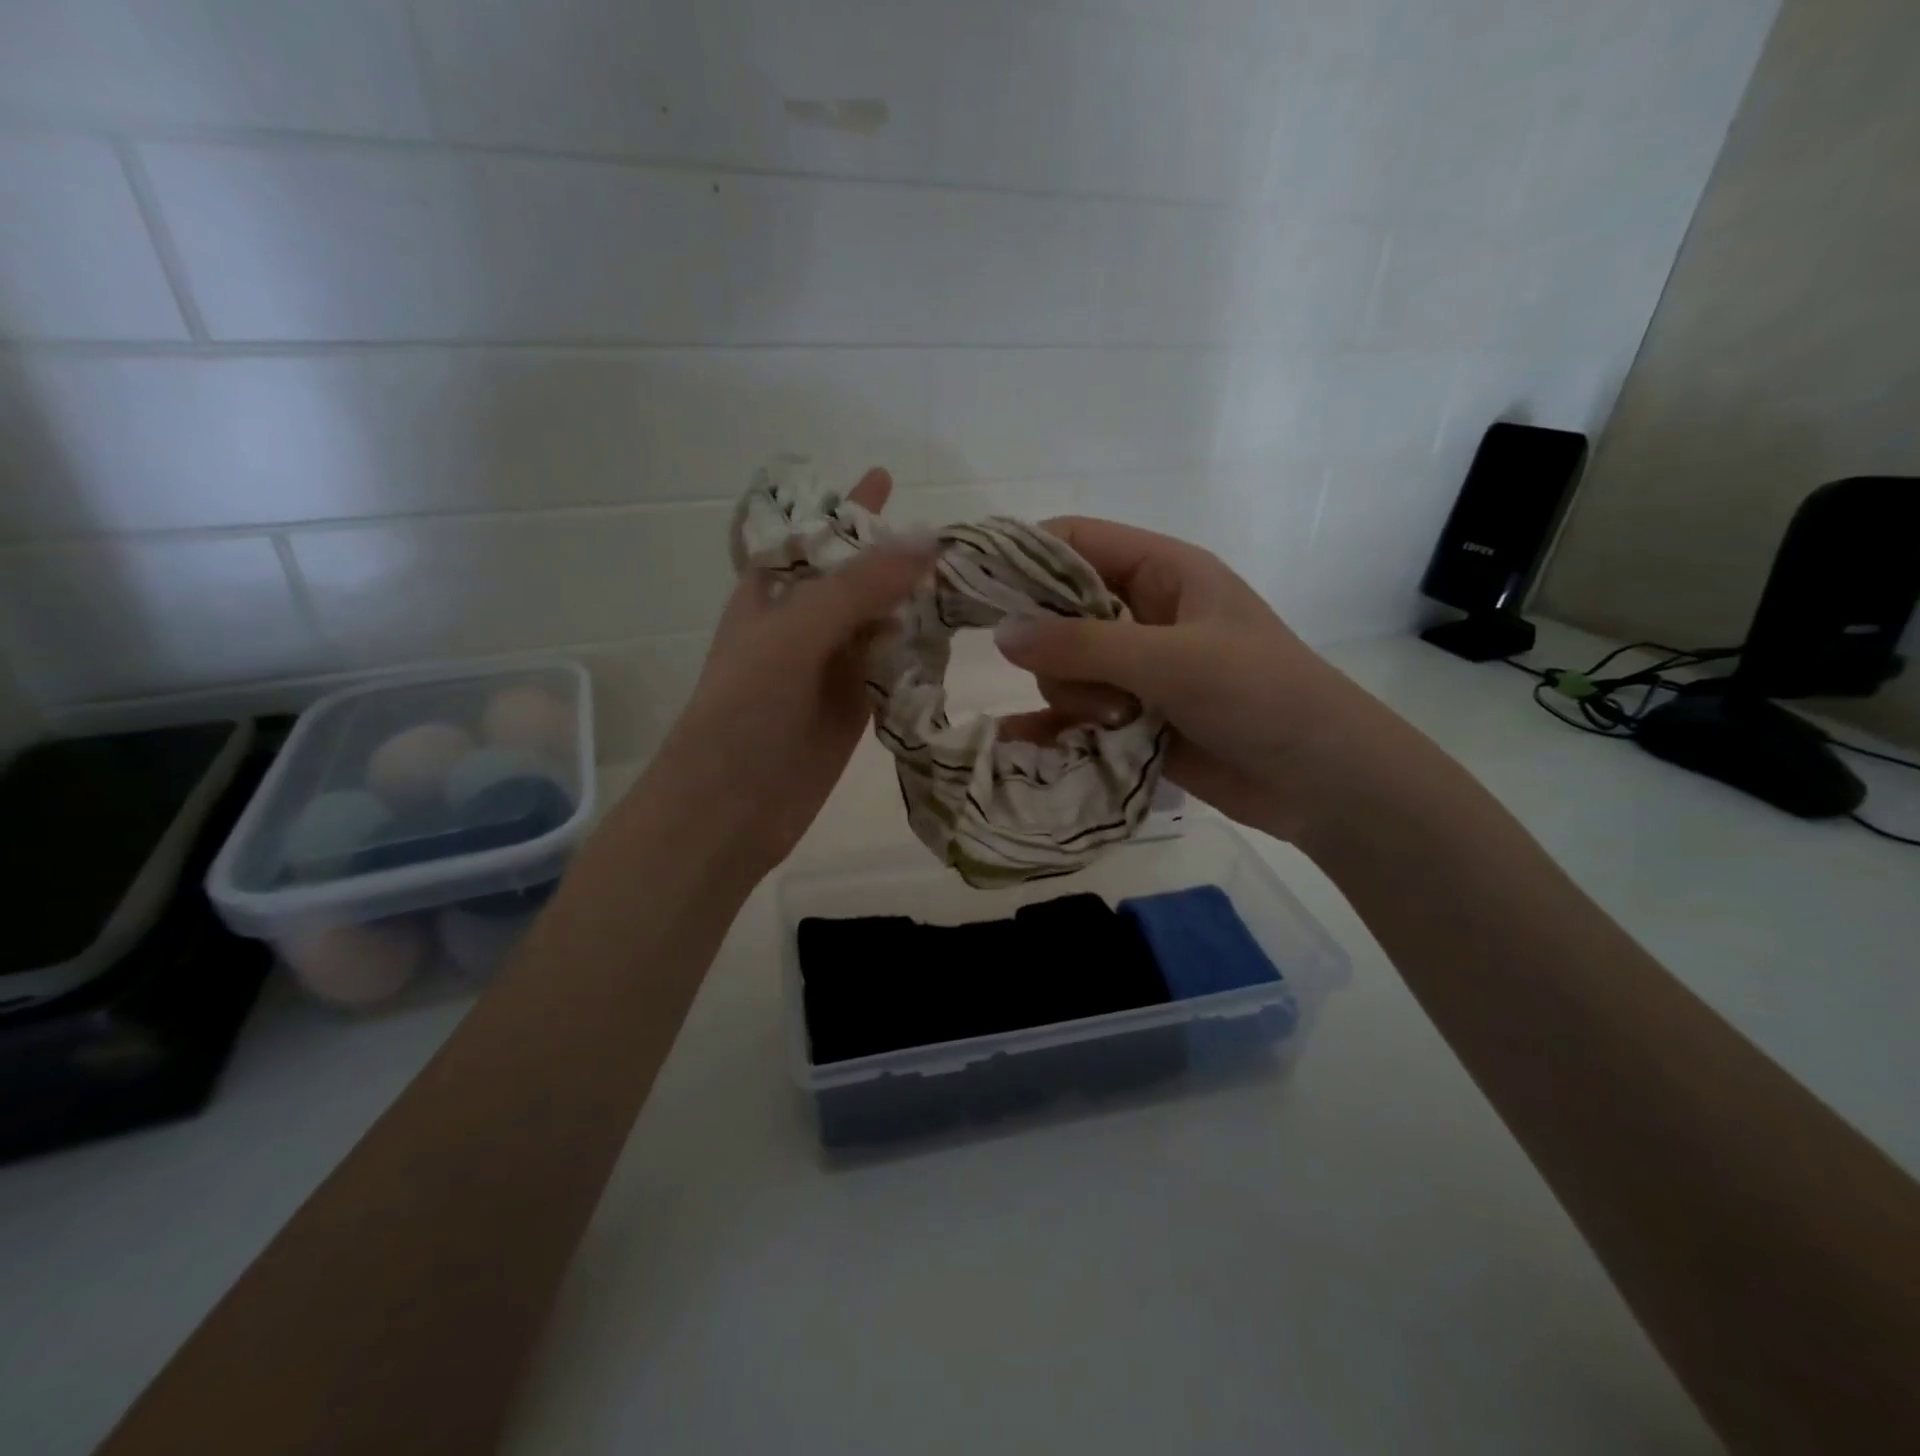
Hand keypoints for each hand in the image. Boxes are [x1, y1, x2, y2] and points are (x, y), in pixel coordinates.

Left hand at [649, 468, 932, 880]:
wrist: (727, 810)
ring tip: (969, 578)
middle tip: (956, 535)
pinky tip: (953, 638)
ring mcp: (830, 667)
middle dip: (896, 555)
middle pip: (856, 577)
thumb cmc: (741, 714)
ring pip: (880, 622)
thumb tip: (930, 538)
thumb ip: (858, 588)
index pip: (812, 535)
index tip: (887, 475)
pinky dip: (918, 653)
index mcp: (771, 594)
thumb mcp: (792, 636)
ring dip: (915, 603)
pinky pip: (892, 668)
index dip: (845, 508)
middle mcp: (803, 624)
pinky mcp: (854, 708)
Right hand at [992, 516, 1375, 841]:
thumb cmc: (1262, 696)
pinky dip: (1052, 727)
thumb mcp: (1174, 660)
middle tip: (1088, 682)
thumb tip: (1001, 634)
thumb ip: (1085, 645)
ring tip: (1116, 720)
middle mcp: (1145, 614)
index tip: (972, 589)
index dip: (1021, 556)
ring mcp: (1138, 669)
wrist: (1323, 782)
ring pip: (1064, 668)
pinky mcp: (1134, 717)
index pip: (1075, 542)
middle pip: (1059, 610)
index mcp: (1164, 572)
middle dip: (1058, 649)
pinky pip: (1074, 713)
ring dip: (1074, 695)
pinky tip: (1021, 744)